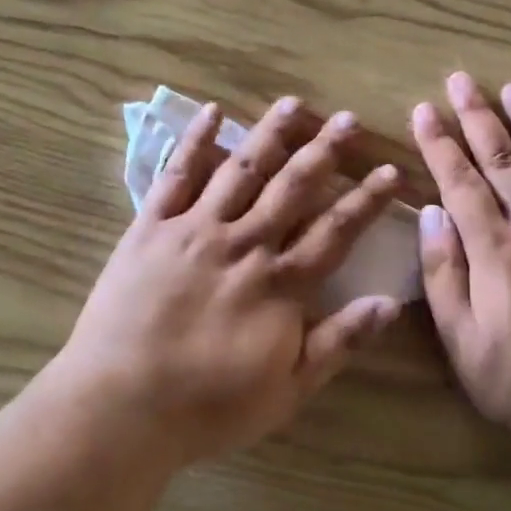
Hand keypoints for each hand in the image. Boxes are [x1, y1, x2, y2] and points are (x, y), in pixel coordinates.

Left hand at [58, 96, 403, 466]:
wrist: (121, 405)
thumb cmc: (207, 407)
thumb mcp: (287, 390)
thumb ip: (338, 342)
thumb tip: (389, 302)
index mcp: (279, 284)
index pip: (335, 232)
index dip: (365, 200)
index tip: (389, 172)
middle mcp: (243, 244)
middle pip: (291, 187)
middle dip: (324, 151)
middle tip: (348, 119)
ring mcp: (195, 229)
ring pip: (241, 169)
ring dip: (270, 134)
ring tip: (294, 103)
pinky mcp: (152, 227)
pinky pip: (177, 175)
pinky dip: (195, 141)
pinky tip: (212, 113)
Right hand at [411, 73, 510, 440]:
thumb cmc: (510, 374)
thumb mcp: (458, 335)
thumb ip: (443, 271)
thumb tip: (432, 213)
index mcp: (494, 252)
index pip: (460, 183)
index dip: (440, 143)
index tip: (423, 110)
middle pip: (503, 162)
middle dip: (479, 117)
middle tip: (462, 80)